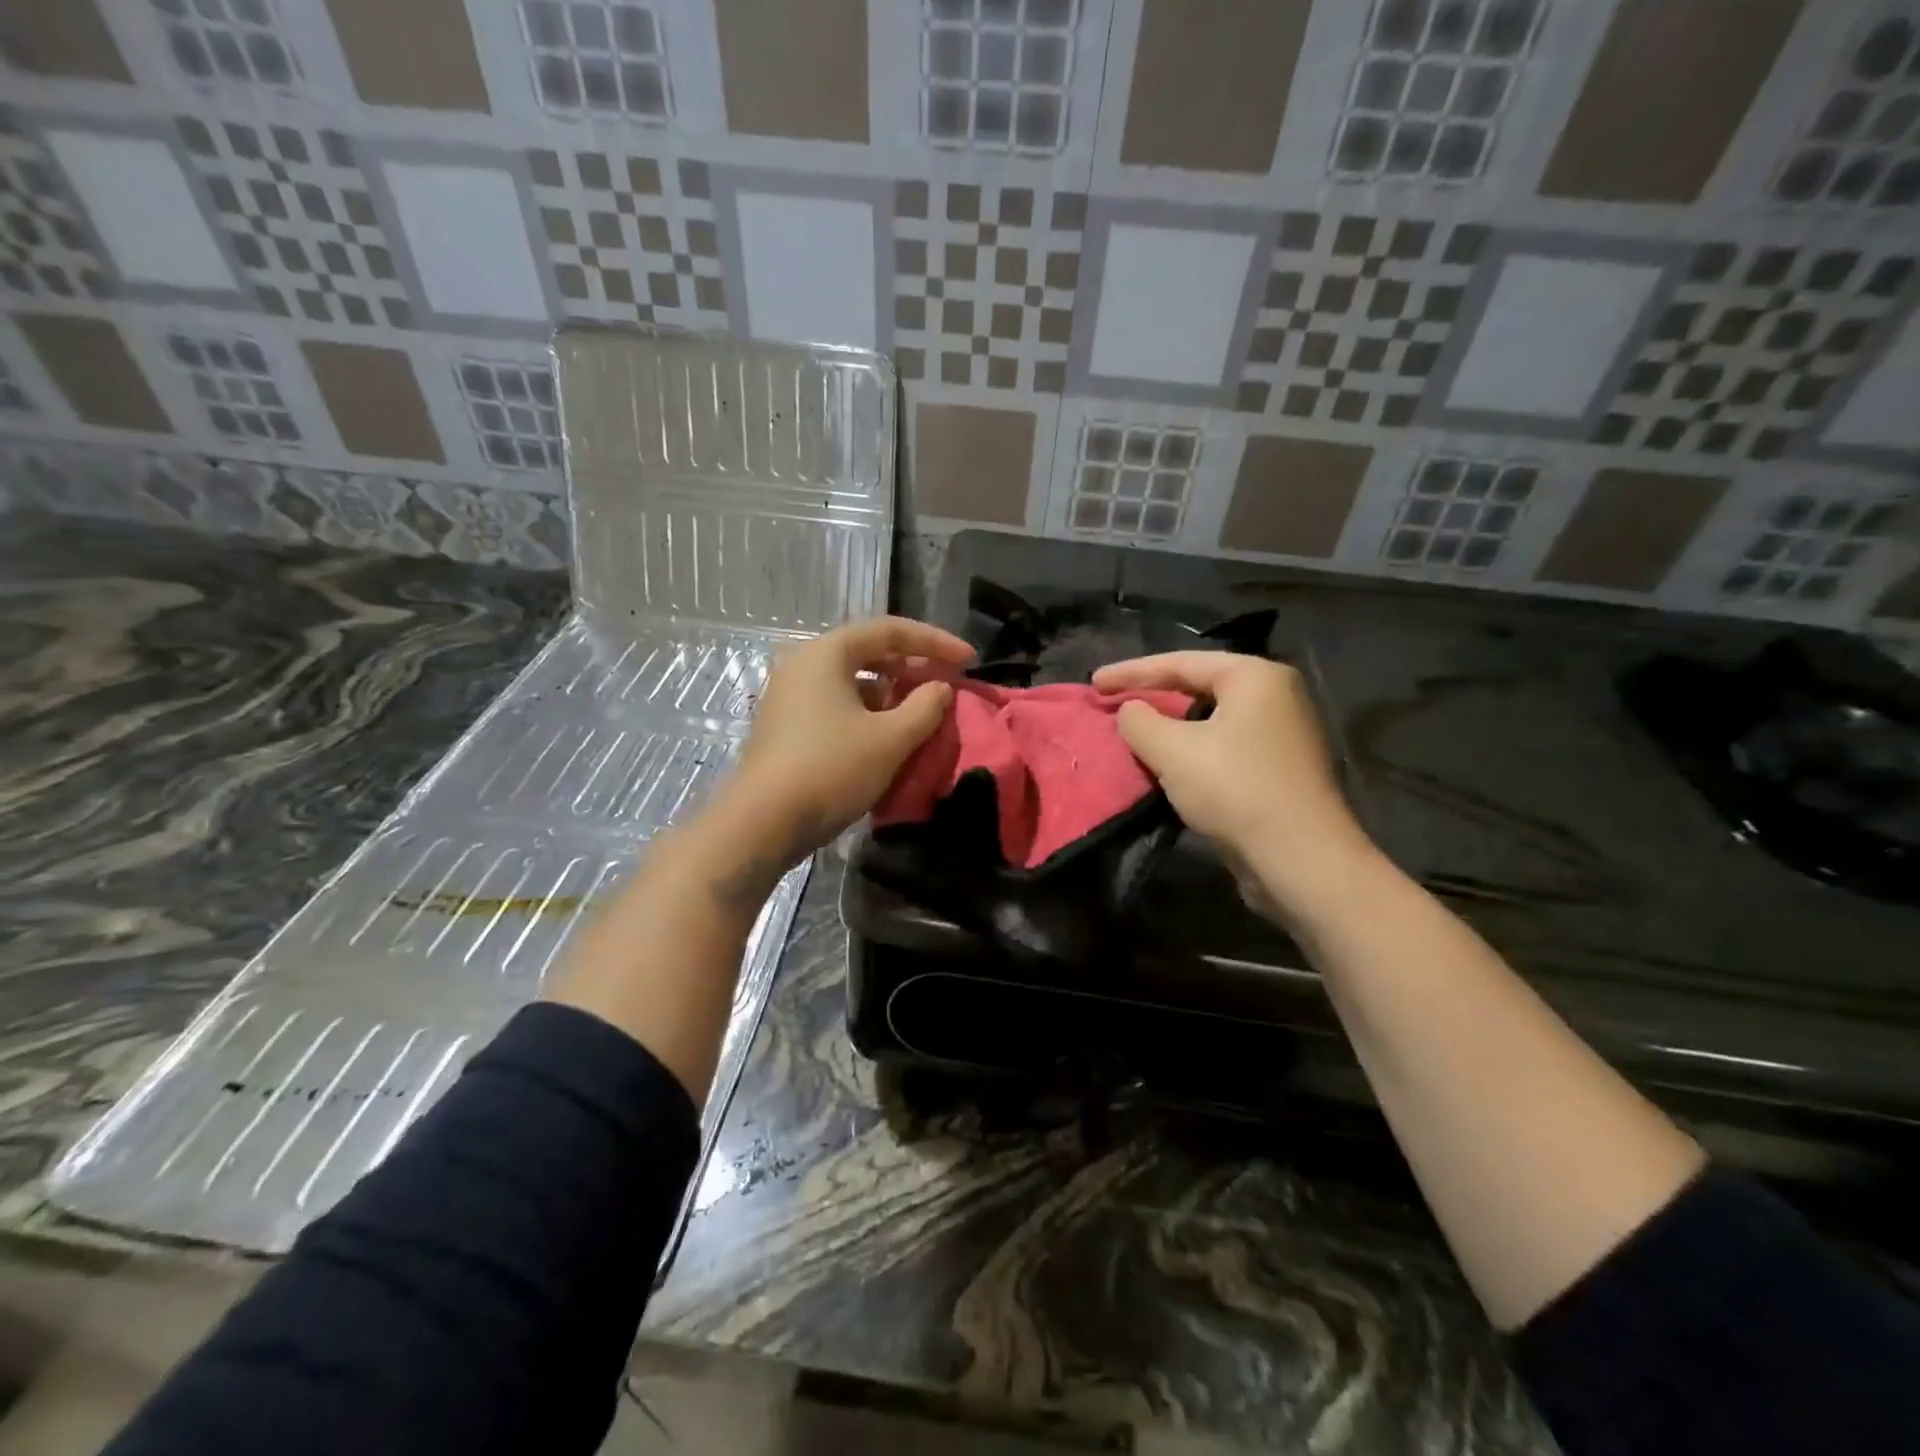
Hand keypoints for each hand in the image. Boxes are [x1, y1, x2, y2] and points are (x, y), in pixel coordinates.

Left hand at [724, 616, 974, 862]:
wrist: (763, 823)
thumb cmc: (831, 769)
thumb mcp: (891, 738)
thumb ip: (926, 706)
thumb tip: (941, 687)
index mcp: (827, 653)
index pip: (891, 631)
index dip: (936, 642)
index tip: (970, 660)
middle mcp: (804, 664)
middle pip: (869, 652)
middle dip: (913, 666)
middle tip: (947, 684)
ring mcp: (790, 696)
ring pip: (853, 681)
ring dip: (892, 692)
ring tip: (922, 712)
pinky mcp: (786, 726)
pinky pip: (837, 705)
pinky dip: (869, 712)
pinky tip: (888, 736)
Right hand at [1091, 652, 1373, 912]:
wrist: (1299, 859)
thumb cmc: (1234, 790)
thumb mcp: (1172, 751)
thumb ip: (1140, 721)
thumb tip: (1131, 711)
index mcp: (1255, 677)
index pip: (1181, 662)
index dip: (1131, 672)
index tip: (1093, 683)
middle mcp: (1276, 696)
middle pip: (1199, 686)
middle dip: (1153, 696)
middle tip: (1111, 702)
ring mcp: (1281, 734)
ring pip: (1210, 720)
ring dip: (1170, 727)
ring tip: (1133, 732)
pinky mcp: (1279, 770)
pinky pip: (1223, 747)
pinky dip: (1191, 751)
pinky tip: (1167, 764)